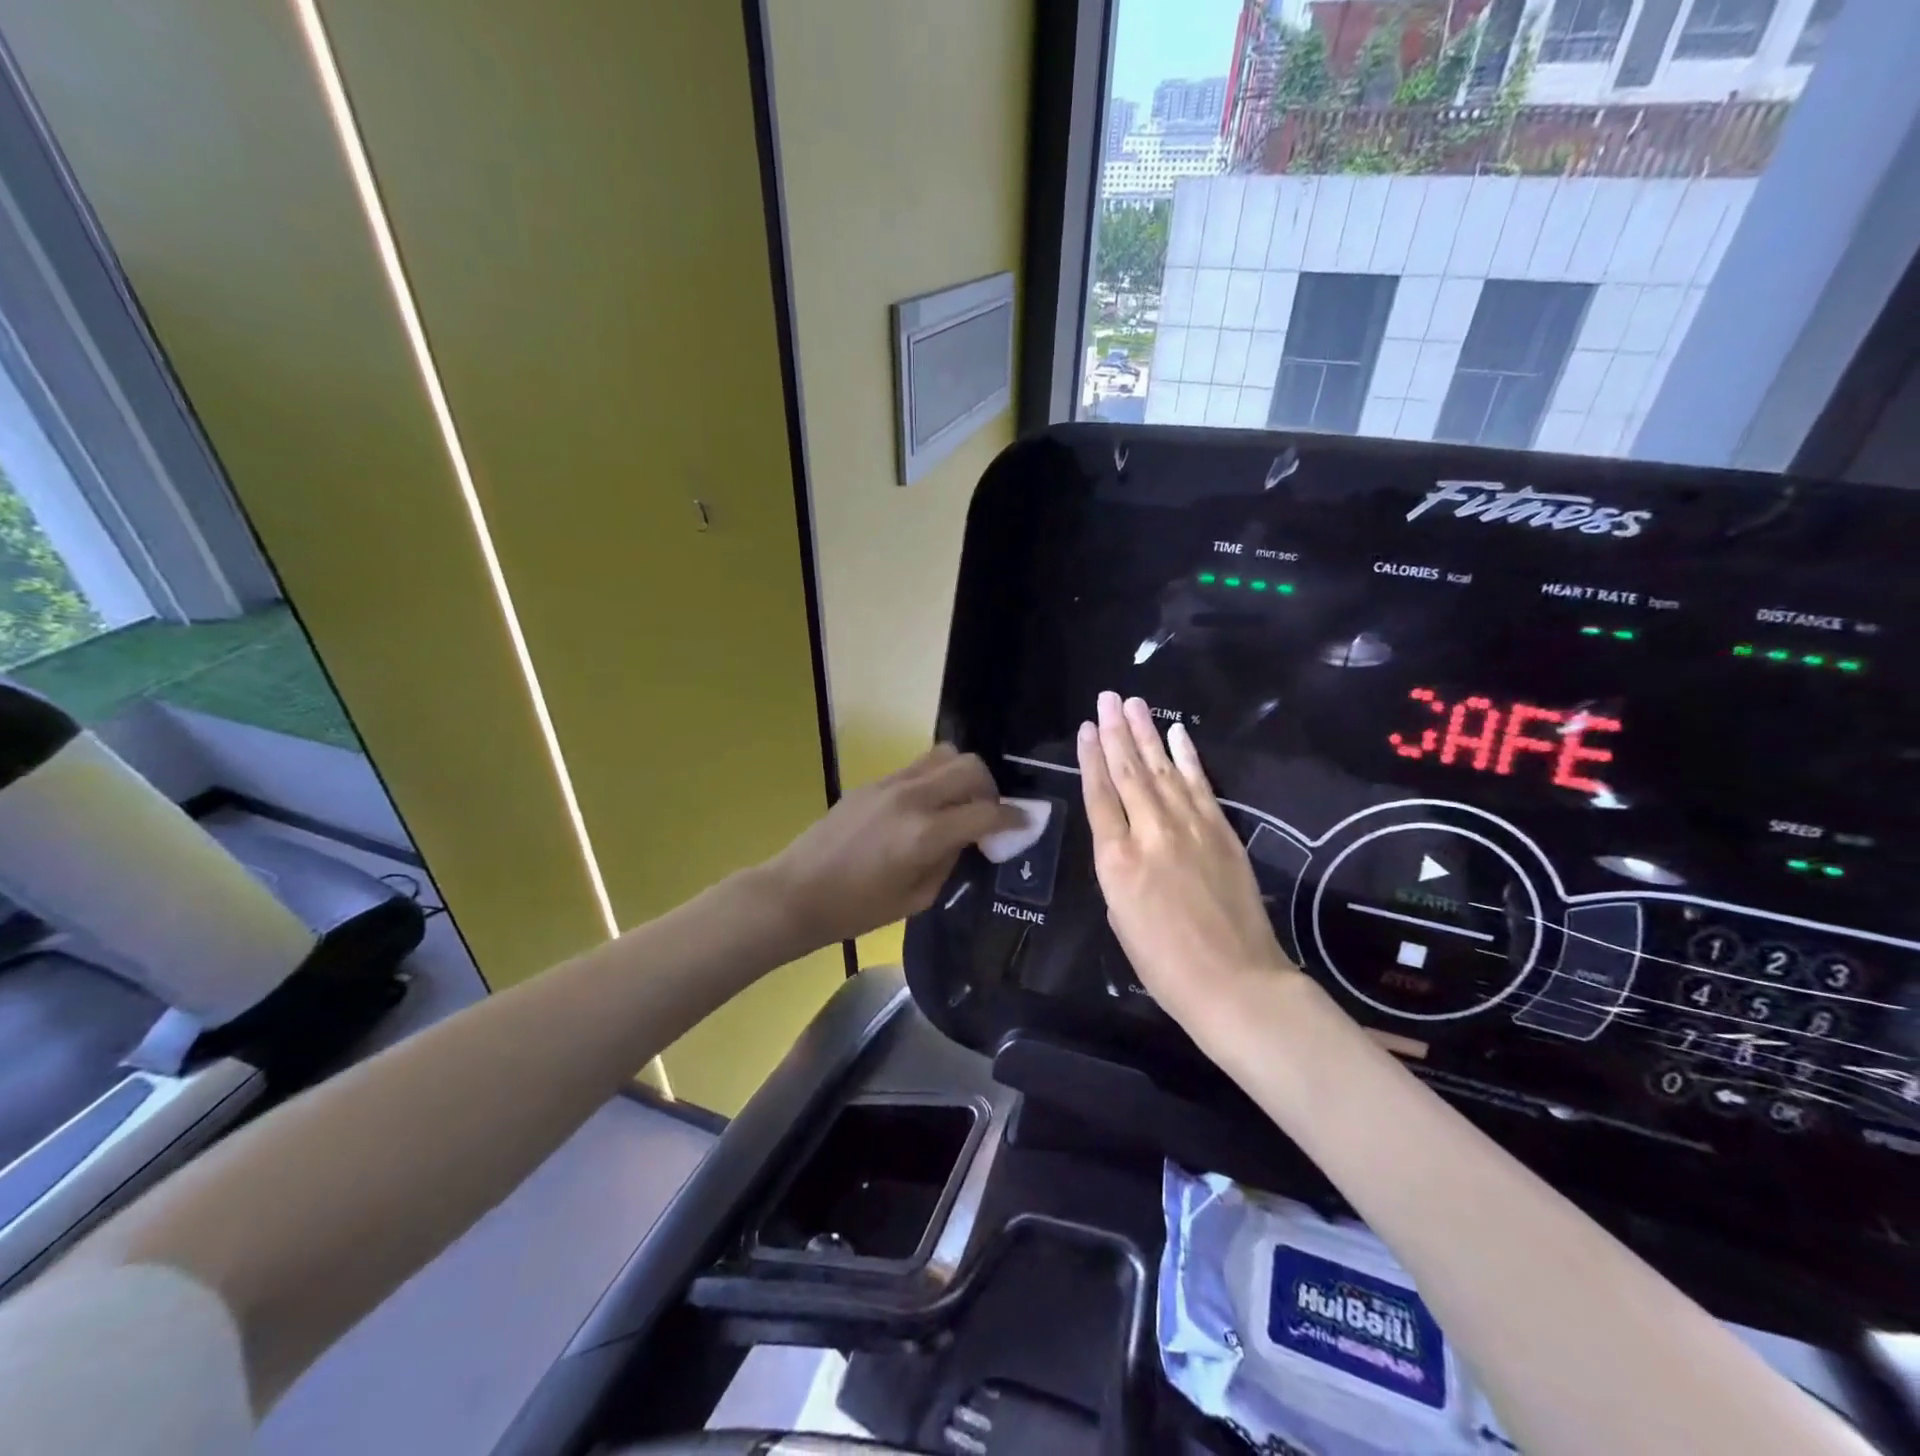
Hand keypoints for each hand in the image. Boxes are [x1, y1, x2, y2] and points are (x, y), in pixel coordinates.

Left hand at [763, 745, 1021, 949]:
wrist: (797, 891)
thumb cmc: (856, 908)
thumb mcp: (916, 898)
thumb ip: (949, 861)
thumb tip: (967, 838)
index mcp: (924, 835)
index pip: (986, 813)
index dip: (1013, 818)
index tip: (1025, 824)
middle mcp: (912, 798)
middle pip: (970, 768)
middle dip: (991, 789)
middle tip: (988, 815)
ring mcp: (890, 784)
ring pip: (944, 755)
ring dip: (963, 775)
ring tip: (960, 804)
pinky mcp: (873, 782)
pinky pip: (918, 766)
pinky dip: (937, 778)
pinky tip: (930, 806)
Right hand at [1078, 692, 1298, 1032]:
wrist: (1235, 983)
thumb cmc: (1164, 965)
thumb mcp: (1120, 919)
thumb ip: (1118, 872)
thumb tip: (1126, 845)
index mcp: (1116, 860)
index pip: (1099, 795)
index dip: (1091, 758)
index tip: (1087, 728)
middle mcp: (1150, 833)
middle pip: (1128, 773)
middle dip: (1116, 732)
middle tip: (1107, 698)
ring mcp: (1190, 828)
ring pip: (1162, 770)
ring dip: (1147, 734)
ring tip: (1134, 704)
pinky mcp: (1222, 831)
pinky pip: (1200, 785)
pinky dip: (1188, 757)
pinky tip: (1177, 735)